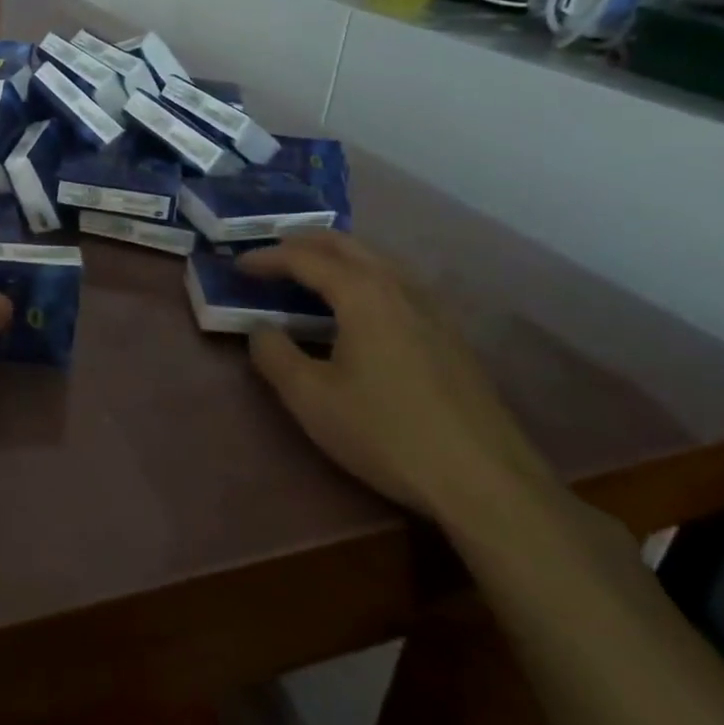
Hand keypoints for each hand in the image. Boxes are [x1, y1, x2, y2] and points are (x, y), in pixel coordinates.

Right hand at [238, 232, 558, 529]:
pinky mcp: (450, 336)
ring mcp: (432, 310)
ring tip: (310, 272)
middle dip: (304, 242)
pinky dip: (364, 277)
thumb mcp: (311, 398)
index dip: (267, 257)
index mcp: (363, 294)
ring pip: (378, 261)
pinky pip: (397, 284)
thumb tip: (260, 329)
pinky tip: (360, 307)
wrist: (486, 482)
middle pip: (347, 245)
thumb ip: (274, 355)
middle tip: (271, 253)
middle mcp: (400, 288)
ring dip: (338, 256)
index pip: (306, 258)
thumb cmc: (386, 433)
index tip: (238, 266)